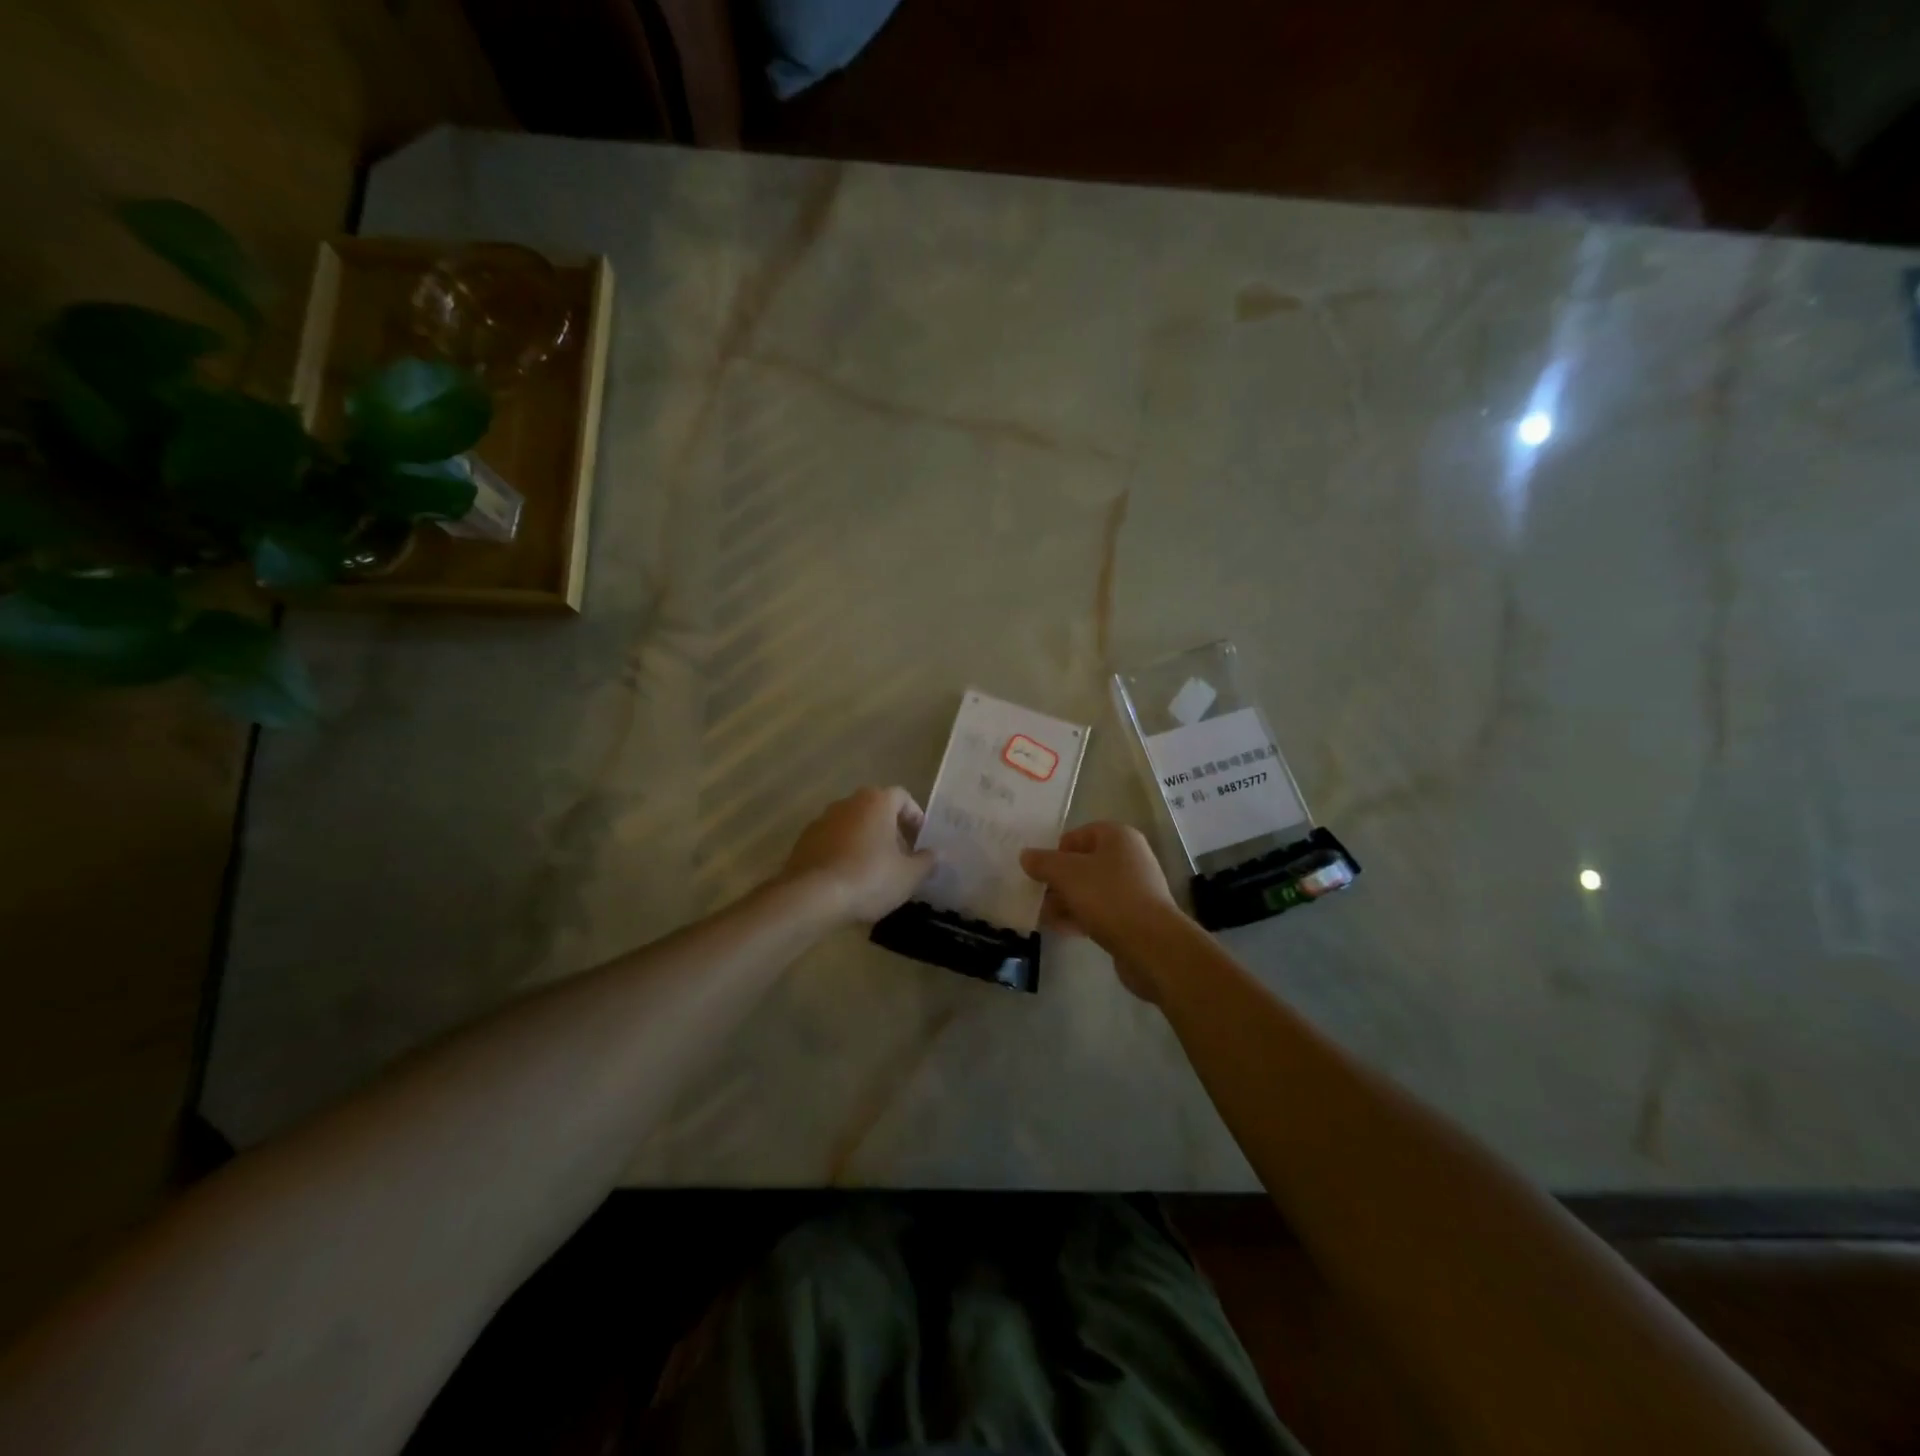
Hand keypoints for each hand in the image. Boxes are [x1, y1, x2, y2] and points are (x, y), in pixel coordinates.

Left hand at [781, 786, 936, 923]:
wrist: (811, 896)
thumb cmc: (869, 878)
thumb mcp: (909, 875)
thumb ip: (926, 861)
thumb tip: (935, 854)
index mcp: (876, 802)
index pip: (902, 797)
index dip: (915, 817)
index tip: (920, 841)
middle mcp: (848, 802)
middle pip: (876, 809)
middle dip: (891, 830)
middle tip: (901, 857)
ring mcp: (822, 820)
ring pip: (853, 825)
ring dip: (866, 841)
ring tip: (875, 871)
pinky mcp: (804, 841)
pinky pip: (833, 841)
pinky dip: (844, 852)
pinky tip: (848, 879)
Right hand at [1020, 823, 1181, 1000]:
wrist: (1152, 945)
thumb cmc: (1108, 897)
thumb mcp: (1067, 874)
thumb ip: (1043, 862)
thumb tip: (1026, 855)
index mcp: (1118, 837)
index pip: (1078, 835)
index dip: (1056, 851)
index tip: (1039, 872)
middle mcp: (1129, 858)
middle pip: (1083, 864)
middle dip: (1058, 881)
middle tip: (1037, 896)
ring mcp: (1134, 888)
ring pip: (1090, 890)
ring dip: (1066, 901)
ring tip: (1044, 916)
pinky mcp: (1134, 917)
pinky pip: (1101, 911)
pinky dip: (1081, 917)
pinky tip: (1061, 929)